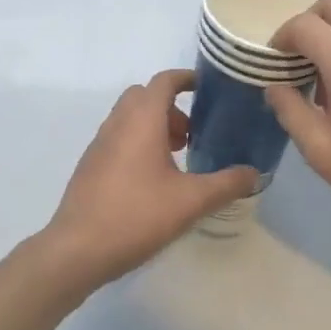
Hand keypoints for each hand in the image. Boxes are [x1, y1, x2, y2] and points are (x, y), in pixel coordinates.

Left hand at [41, 69, 258, 289]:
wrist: (76, 250)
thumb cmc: (136, 215)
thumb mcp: (191, 201)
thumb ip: (226, 184)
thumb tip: (254, 173)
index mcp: (142, 120)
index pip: (164, 81)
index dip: (185, 78)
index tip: (205, 89)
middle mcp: (118, 123)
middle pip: (144, 96)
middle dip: (170, 106)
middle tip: (190, 133)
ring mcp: (99, 144)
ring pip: (129, 117)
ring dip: (153, 125)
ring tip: (175, 159)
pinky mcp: (90, 165)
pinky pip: (117, 137)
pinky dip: (137, 142)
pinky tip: (151, 180)